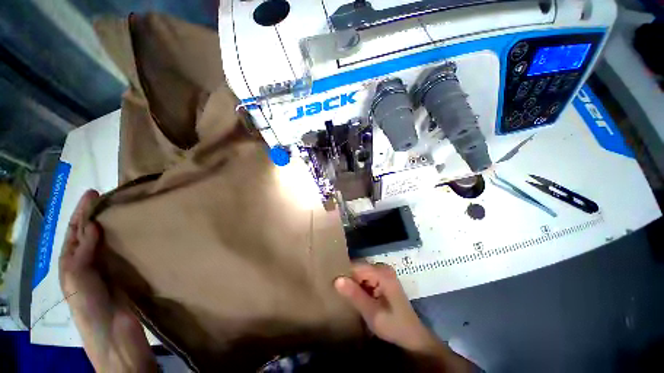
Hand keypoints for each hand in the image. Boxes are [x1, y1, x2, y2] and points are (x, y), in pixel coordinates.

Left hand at [59, 190, 155, 371]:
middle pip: (89, 232)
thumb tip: (93, 226)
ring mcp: (105, 264)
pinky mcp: (122, 269)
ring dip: (111, 224)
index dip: (81, 211)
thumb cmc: (89, 305)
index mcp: (71, 261)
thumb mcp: (78, 279)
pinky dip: (124, 237)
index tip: (93, 193)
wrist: (112, 330)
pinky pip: (121, 249)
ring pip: (106, 239)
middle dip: (94, 214)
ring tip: (120, 209)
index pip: (74, 230)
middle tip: (107, 197)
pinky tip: (133, 231)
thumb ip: (83, 253)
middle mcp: (86, 260)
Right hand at [333, 263, 440, 352]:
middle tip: (336, 292)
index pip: (356, 267)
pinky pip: (365, 277)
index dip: (344, 275)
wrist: (412, 336)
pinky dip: (358, 286)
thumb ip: (355, 296)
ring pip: (360, 273)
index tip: (332, 285)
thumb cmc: (394, 325)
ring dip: (352, 283)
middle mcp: (382, 268)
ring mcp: (383, 272)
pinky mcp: (382, 278)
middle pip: (358, 268)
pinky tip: (354, 296)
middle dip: (348, 279)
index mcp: (382, 273)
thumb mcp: (372, 313)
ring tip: (343, 295)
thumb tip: (337, 279)